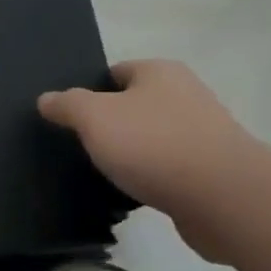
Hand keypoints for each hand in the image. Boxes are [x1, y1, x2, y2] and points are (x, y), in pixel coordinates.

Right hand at [38, 61, 261, 255]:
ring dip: (129, 154)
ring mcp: (202, 135)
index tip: (68, 115)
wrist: (224, 198)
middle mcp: (186, 96)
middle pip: (133, 105)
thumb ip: (67, 104)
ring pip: (150, 139)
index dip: (89, 90)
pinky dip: (148, 179)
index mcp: (160, 73)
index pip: (115, 72)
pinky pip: (167, 170)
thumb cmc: (153, 144)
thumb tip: (46, 98)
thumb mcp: (94, 117)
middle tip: (78, 144)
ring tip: (100, 172)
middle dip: (108, 124)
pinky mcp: (210, 172)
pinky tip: (129, 194)